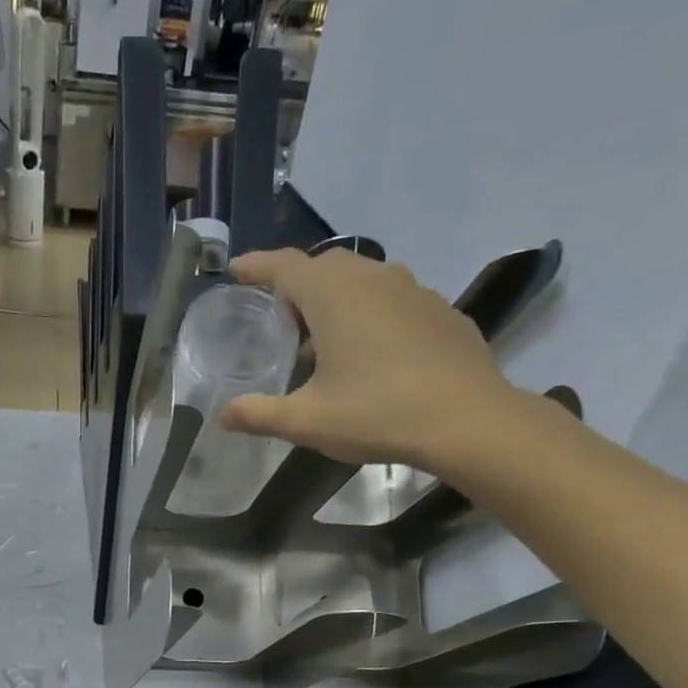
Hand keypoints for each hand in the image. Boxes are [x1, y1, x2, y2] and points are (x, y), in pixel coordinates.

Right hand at [218, 248, 518, 470]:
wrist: (466, 419)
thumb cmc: (377, 413)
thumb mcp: (307, 421)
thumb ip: (260, 415)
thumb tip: (222, 417)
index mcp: (333, 295)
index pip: (283, 266)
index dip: (256, 266)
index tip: (236, 269)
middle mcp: (372, 278)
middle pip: (323, 266)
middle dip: (296, 284)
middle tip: (280, 318)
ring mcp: (412, 289)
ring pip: (362, 279)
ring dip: (336, 299)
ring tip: (324, 339)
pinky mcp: (439, 310)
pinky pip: (392, 299)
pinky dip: (371, 313)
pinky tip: (372, 352)